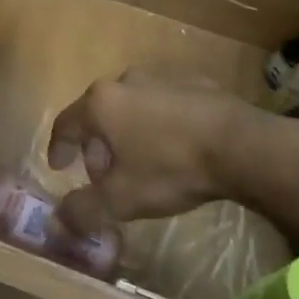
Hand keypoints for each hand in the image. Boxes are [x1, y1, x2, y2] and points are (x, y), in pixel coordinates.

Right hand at [48, 71, 298, 236]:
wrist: (243, 144)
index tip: (59, 167)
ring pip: (131, 107)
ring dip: (128, 134)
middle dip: (97, 147)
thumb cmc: (172, 168)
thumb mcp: (122, 199)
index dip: (58, 148)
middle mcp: (125, 81)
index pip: (66, 124)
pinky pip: (164, 104)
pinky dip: (159, 123)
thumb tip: (56, 221)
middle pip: (99, 115)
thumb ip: (84, 210)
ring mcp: (161, 77)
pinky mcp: (194, 82)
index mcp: (101, 103)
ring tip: (142, 164)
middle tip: (106, 177)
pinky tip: (176, 148)